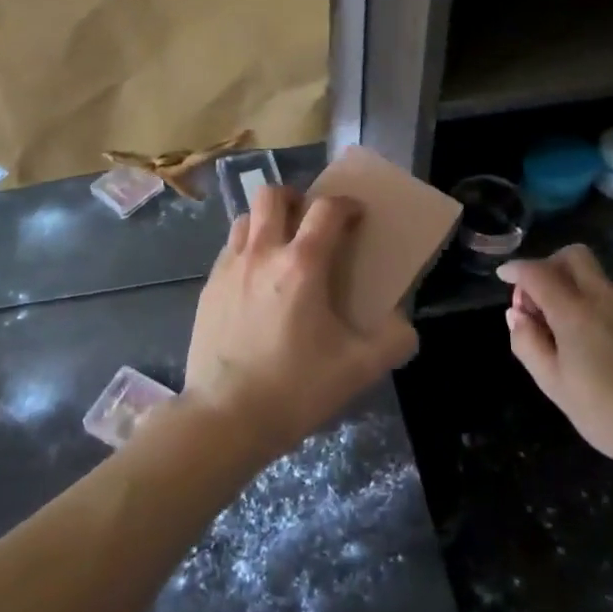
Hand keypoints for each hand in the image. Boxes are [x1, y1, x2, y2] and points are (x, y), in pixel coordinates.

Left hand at [184, 184, 417, 460]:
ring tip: (280, 249)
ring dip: (266, 222)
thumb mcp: (357, 370)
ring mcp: (229, 268)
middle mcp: (262, 253)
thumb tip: (404, 325)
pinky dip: (246, 250)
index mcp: (301, 265)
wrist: (224, 417)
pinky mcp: (208, 288)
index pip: (326, 209)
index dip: (346, 205)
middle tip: (310, 222)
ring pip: (245, 218)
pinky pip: (229, 250)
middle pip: (272, 195)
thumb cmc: (294, 388)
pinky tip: (254, 283)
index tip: (356, 216)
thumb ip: (391, 342)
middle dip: (295, 198)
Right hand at [498, 245, 612, 471]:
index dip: (515, 269)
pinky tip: (600, 343)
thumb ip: (528, 344)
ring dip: (575, 288)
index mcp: (574, 311)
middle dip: (550, 265)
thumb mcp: (555, 386)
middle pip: (574, 256)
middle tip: (539, 297)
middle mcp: (604, 297)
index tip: (504, 276)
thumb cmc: (609, 413)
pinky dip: (598, 306)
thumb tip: (516, 314)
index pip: (536, 272)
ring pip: (596, 278)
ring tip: (569, 330)